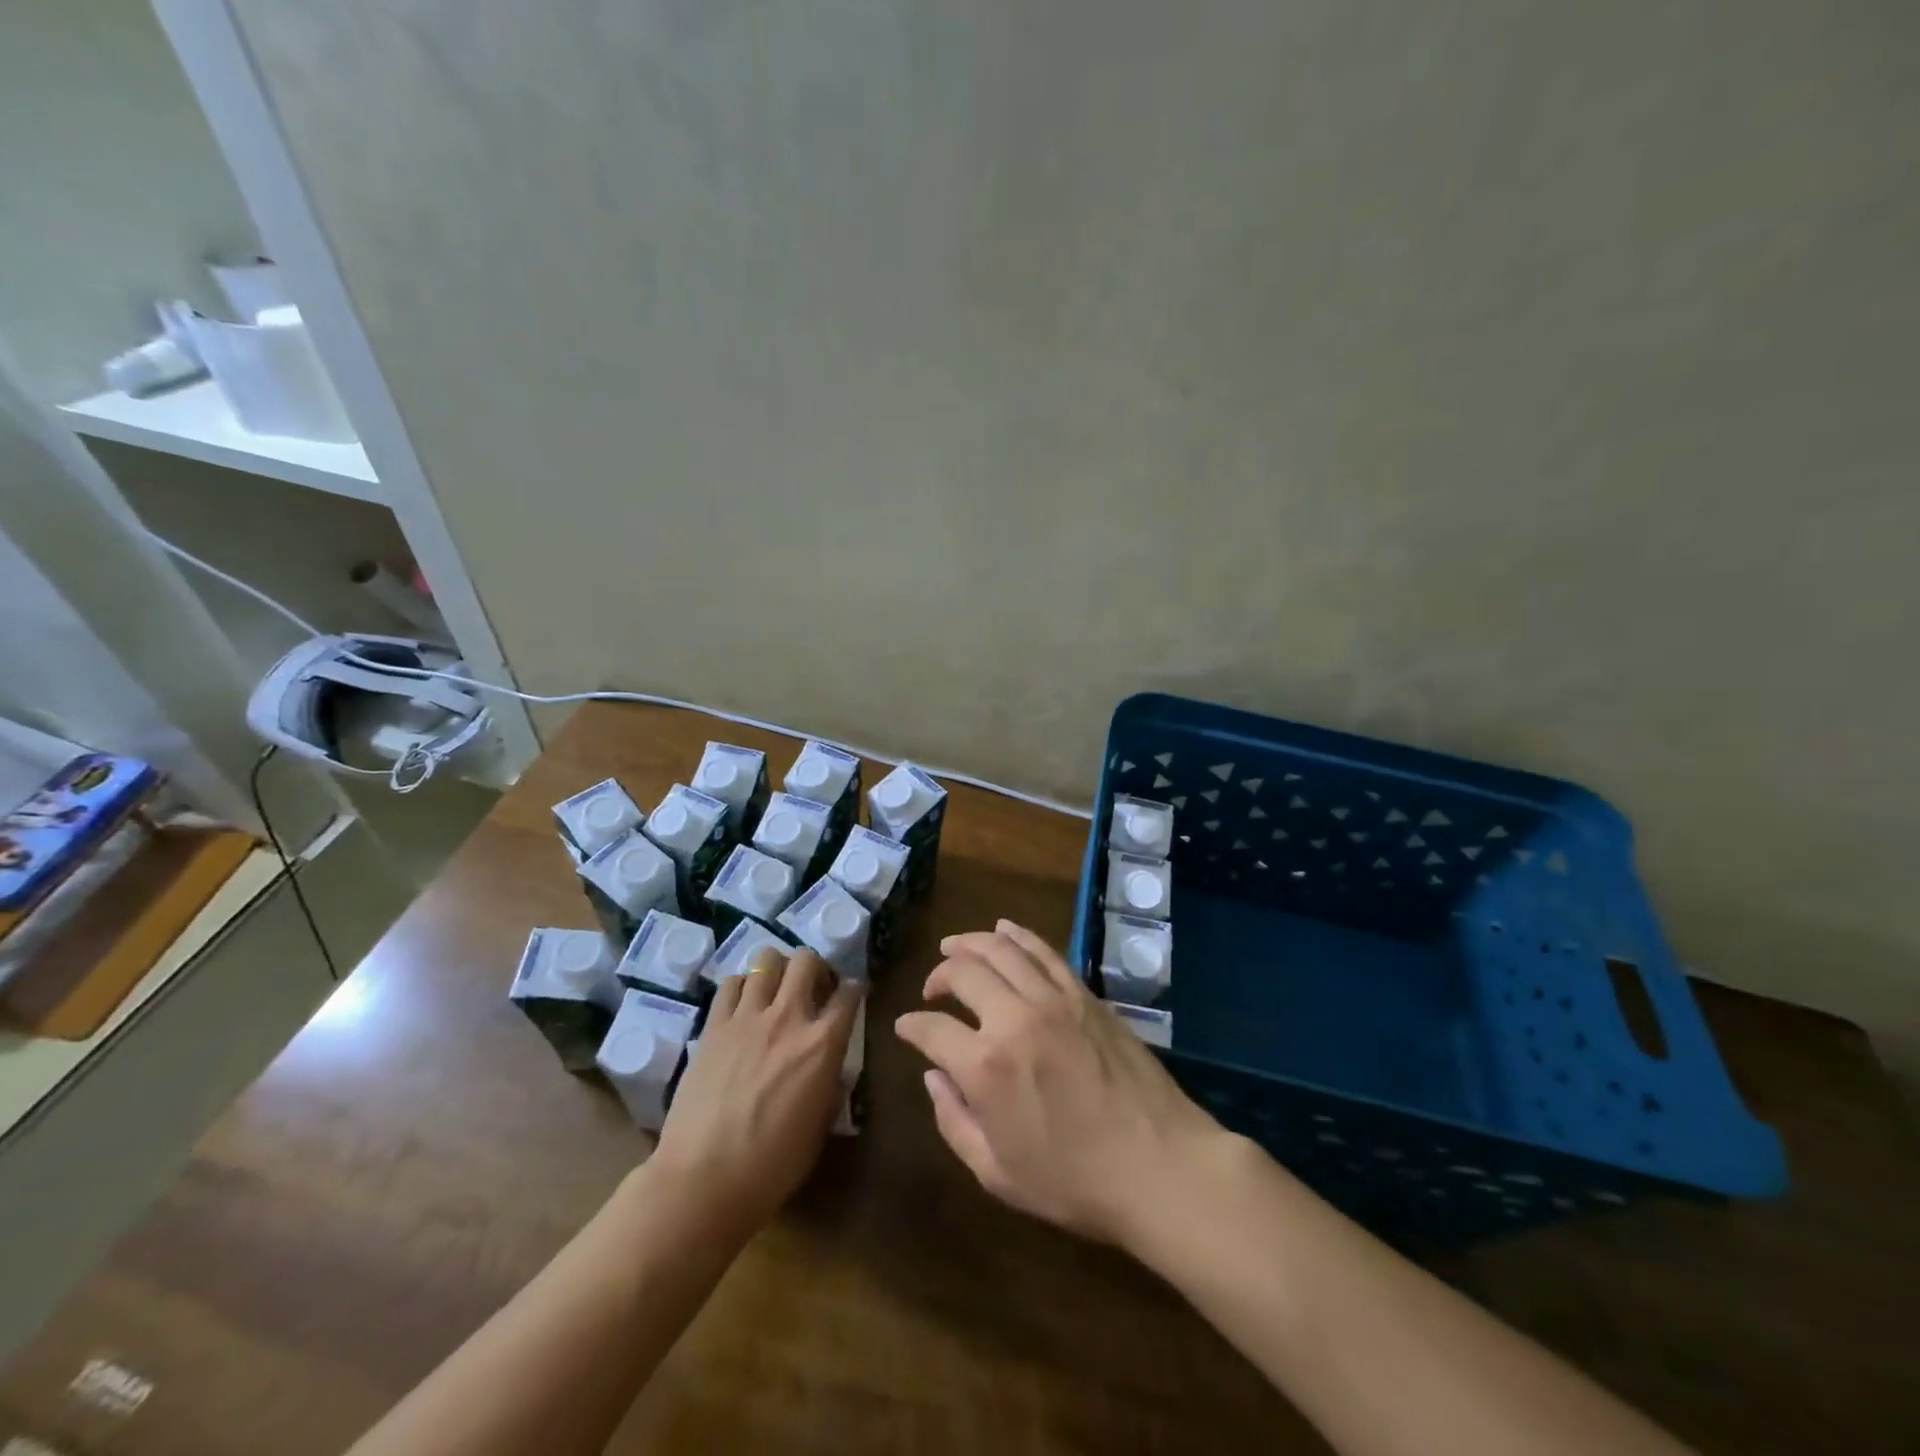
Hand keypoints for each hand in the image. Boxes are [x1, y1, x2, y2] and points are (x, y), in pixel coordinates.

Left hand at [651, 946, 861, 1232]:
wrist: (704, 1180)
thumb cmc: (772, 1166)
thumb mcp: (820, 1128)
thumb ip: (831, 1086)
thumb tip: (832, 1068)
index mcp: (823, 1044)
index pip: (850, 994)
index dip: (855, 991)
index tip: (852, 996)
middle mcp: (788, 1017)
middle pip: (807, 960)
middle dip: (816, 968)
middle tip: (813, 990)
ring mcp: (747, 1017)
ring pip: (767, 960)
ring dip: (778, 970)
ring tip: (775, 992)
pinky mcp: (714, 1026)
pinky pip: (731, 983)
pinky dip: (742, 986)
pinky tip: (743, 1006)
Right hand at [894, 919, 1223, 1248]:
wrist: (1160, 1166)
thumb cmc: (1074, 1182)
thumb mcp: (997, 1173)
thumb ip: (954, 1120)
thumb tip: (933, 1076)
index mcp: (984, 1067)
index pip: (931, 1029)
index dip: (911, 1026)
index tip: (906, 1027)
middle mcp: (1013, 1018)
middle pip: (963, 972)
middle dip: (938, 975)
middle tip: (933, 989)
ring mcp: (1053, 999)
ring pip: (1001, 949)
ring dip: (970, 943)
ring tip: (954, 947)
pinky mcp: (1084, 994)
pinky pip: (1044, 951)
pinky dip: (1017, 935)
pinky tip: (1003, 931)